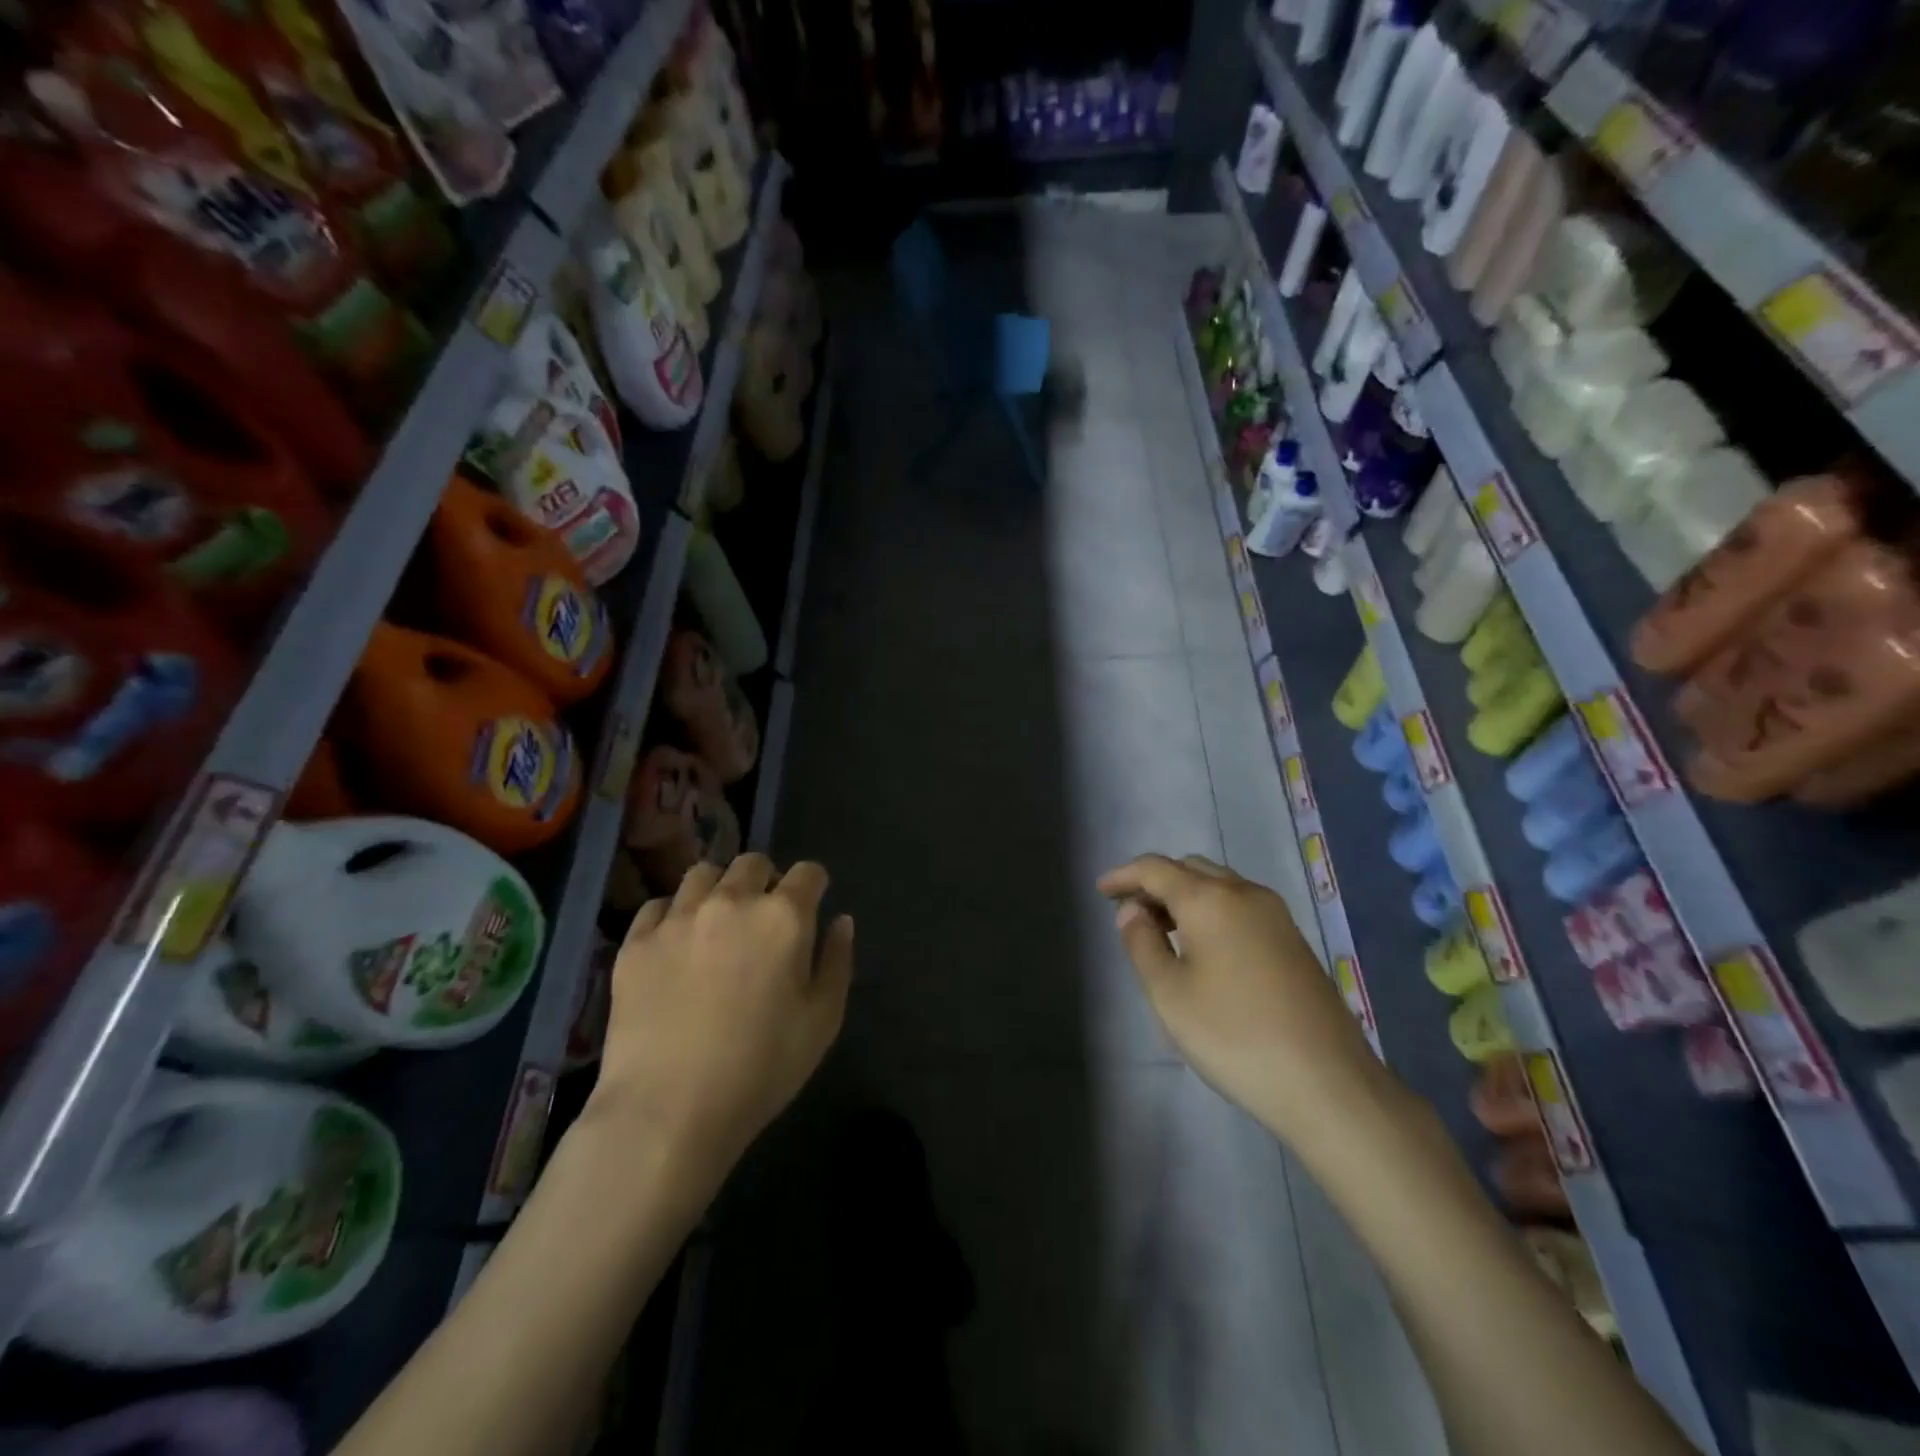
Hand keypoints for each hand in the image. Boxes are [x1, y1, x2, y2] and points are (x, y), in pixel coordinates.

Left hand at [588, 855, 854, 1182]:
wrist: (668, 1110)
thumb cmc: (761, 1069)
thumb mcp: (823, 1020)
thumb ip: (837, 960)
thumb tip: (841, 920)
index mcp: (784, 916)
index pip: (808, 872)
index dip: (814, 885)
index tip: (811, 905)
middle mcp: (732, 901)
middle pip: (753, 862)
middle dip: (766, 880)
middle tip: (763, 917)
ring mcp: (679, 918)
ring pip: (703, 873)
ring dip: (719, 888)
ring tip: (717, 922)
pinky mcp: (636, 942)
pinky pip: (658, 906)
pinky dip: (674, 914)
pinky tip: (677, 944)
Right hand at [1098, 854, 1383, 1146]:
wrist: (1328, 1083)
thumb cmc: (1234, 1036)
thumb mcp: (1169, 994)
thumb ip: (1142, 943)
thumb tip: (1132, 911)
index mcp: (1210, 899)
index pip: (1156, 869)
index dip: (1124, 876)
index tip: (1101, 891)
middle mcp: (1245, 893)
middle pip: (1190, 869)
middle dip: (1155, 883)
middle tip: (1129, 912)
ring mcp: (1276, 916)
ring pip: (1219, 885)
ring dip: (1185, 895)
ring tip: (1161, 929)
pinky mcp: (1293, 940)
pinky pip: (1240, 906)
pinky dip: (1211, 910)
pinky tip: (1202, 946)